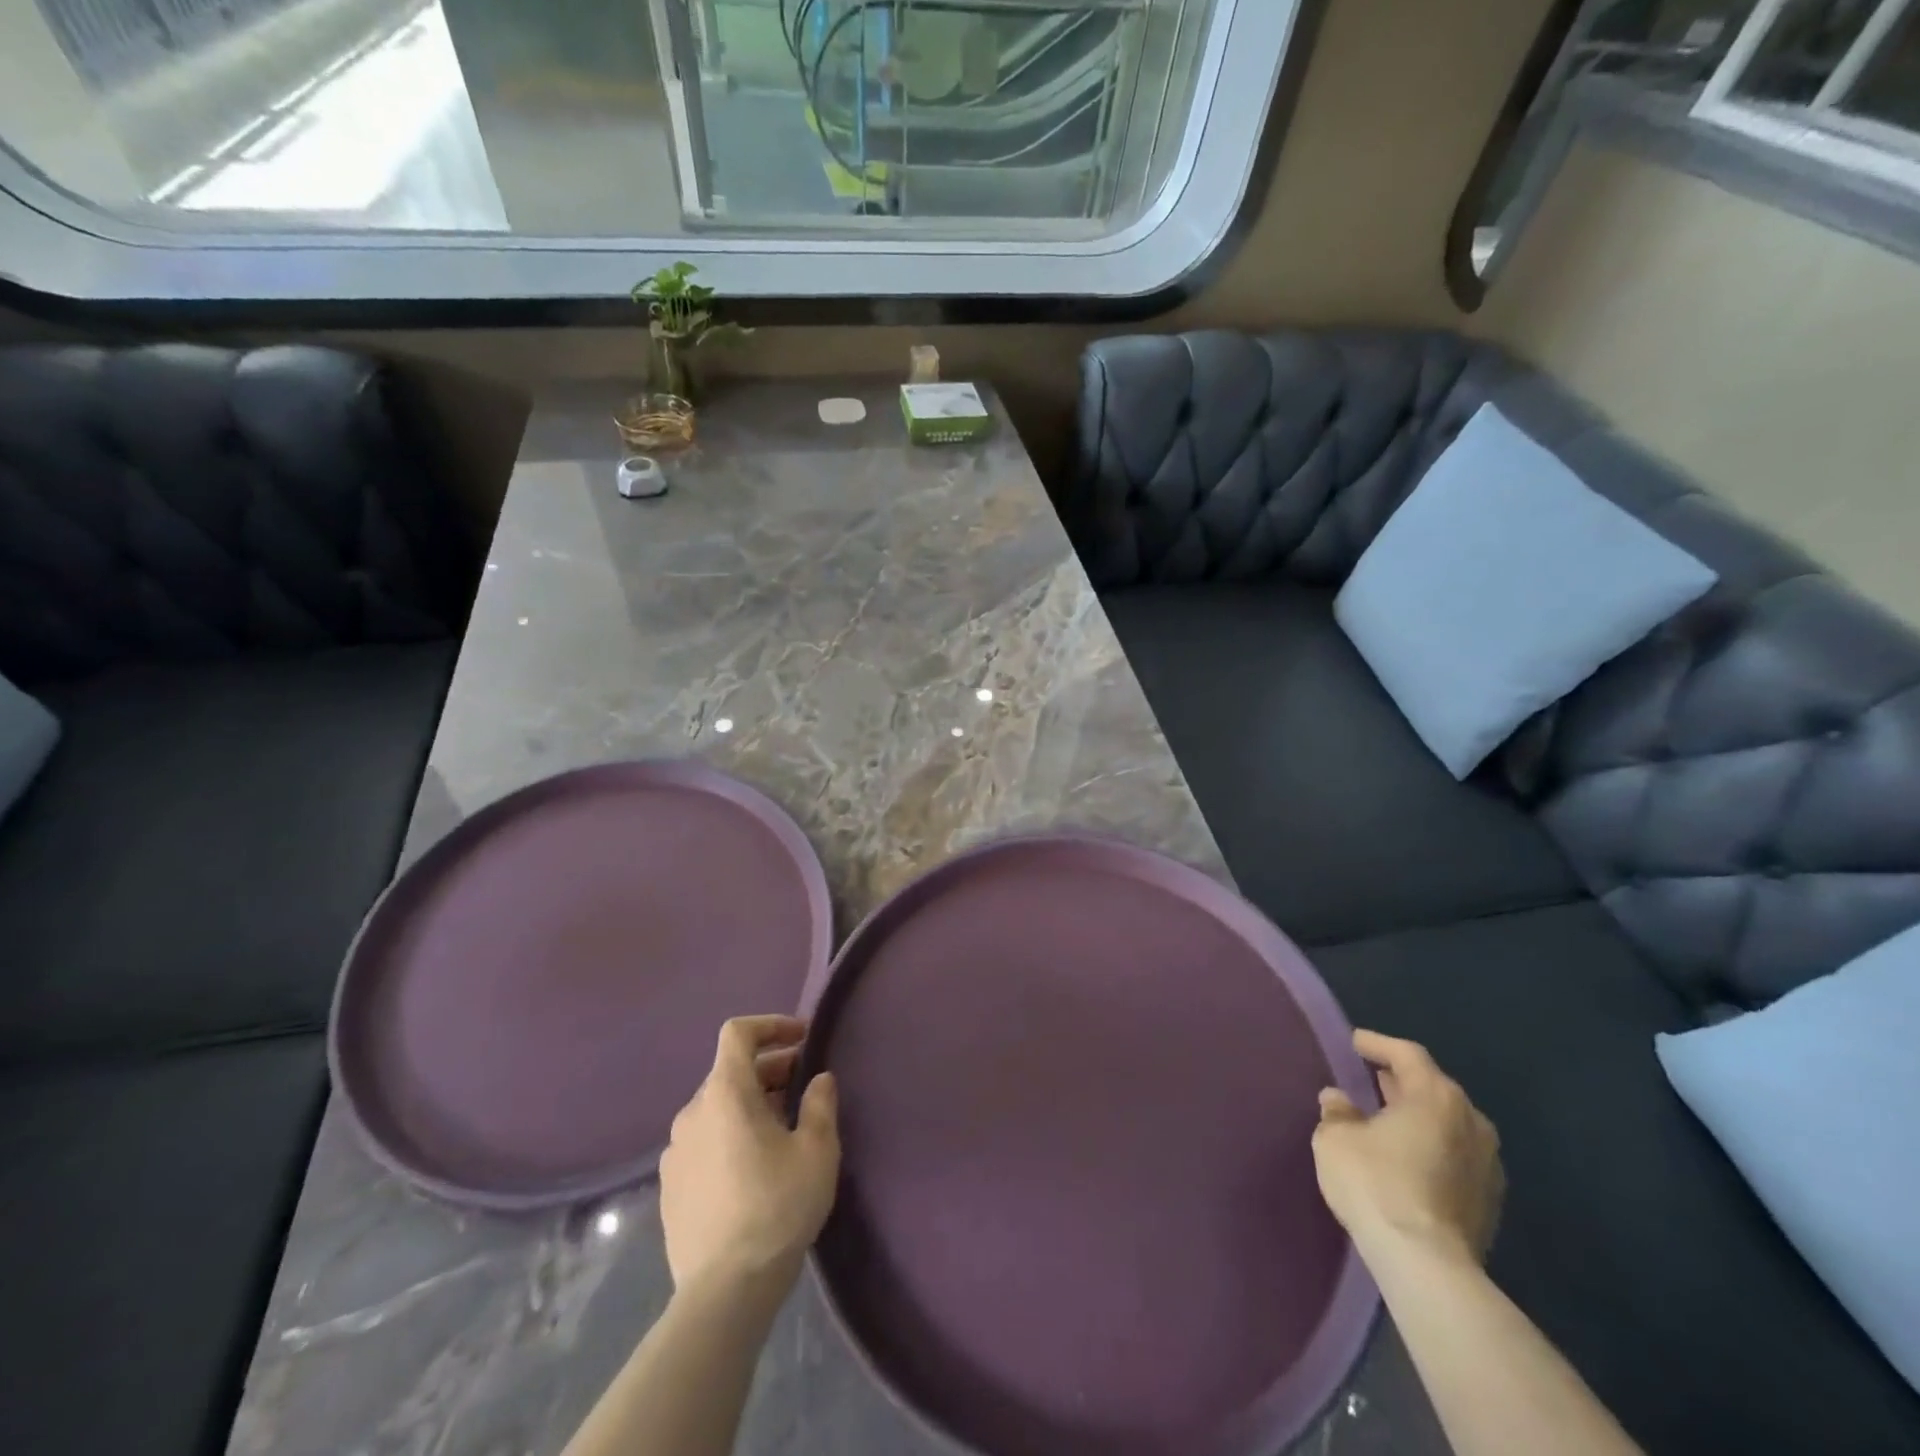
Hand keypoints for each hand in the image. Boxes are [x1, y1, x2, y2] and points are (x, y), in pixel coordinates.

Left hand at [658, 1015, 840, 1297]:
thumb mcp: (816, 1151)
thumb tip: (819, 1079)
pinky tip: (754, 1167)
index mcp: (725, 1093)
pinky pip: (704, 1140)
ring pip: (717, 1107)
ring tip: (784, 1128)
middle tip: (804, 1086)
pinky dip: (730, 1134)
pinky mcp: (670, 1186)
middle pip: (730, 1070)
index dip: (771, 1025)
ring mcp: (675, 1151)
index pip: (738, 1033)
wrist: (723, 1292)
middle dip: (770, 1068)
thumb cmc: (776, 1208)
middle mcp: (692, 1112)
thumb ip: (819, 1104)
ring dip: (750, 1103)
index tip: (803, 1037)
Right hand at [1312, 1029, 1502, 1266]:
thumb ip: (1337, 1111)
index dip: (1378, 1044)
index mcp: (1436, 1096)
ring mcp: (1487, 1163)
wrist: (1428, 1266)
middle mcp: (1471, 1121)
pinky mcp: (1490, 1201)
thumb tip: (1339, 1099)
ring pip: (1448, 1124)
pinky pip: (1455, 1156)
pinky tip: (1407, 1158)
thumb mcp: (1335, 1138)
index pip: (1406, 1054)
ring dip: (1418, 1117)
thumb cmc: (1376, 1183)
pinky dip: (1431, 1148)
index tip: (1355, 1043)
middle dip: (1401, 1082)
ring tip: (1386, 1120)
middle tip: (1370, 1079)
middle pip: (1433, 1088)